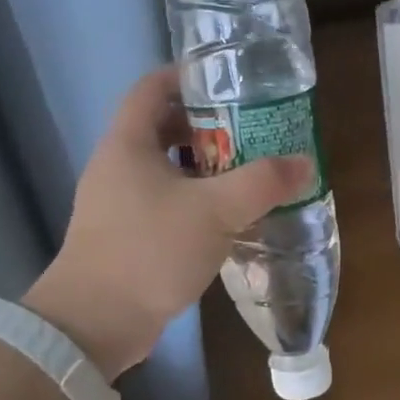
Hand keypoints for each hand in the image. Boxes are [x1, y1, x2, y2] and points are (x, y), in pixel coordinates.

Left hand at [24, 69, 310, 378]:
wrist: (95, 323)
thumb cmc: (150, 250)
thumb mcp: (215, 211)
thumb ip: (262, 183)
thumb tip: (304, 163)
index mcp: (128, 143)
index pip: (152, 87)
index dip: (187, 76)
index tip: (228, 82)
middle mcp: (117, 166)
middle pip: (162, 128)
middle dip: (207, 126)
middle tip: (250, 131)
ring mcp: (118, 203)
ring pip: (165, 169)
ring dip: (203, 168)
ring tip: (246, 173)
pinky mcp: (126, 236)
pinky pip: (164, 203)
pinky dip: (194, 201)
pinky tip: (226, 219)